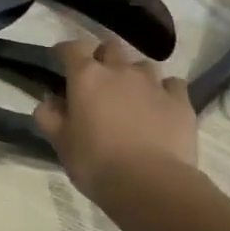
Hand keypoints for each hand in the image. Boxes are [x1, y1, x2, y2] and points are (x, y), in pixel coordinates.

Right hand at [34, 37, 197, 202]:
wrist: (150, 183)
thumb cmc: (96, 163)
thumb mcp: (61, 144)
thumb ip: (50, 117)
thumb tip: (49, 101)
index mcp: (87, 78)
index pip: (73, 47)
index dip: (65, 50)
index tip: (60, 58)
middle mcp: (121, 71)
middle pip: (111, 47)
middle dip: (102, 56)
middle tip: (97, 78)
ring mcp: (154, 83)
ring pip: (142, 64)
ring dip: (133, 74)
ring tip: (131, 94)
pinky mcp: (180, 100)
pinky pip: (172, 84)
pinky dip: (164, 90)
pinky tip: (160, 105)